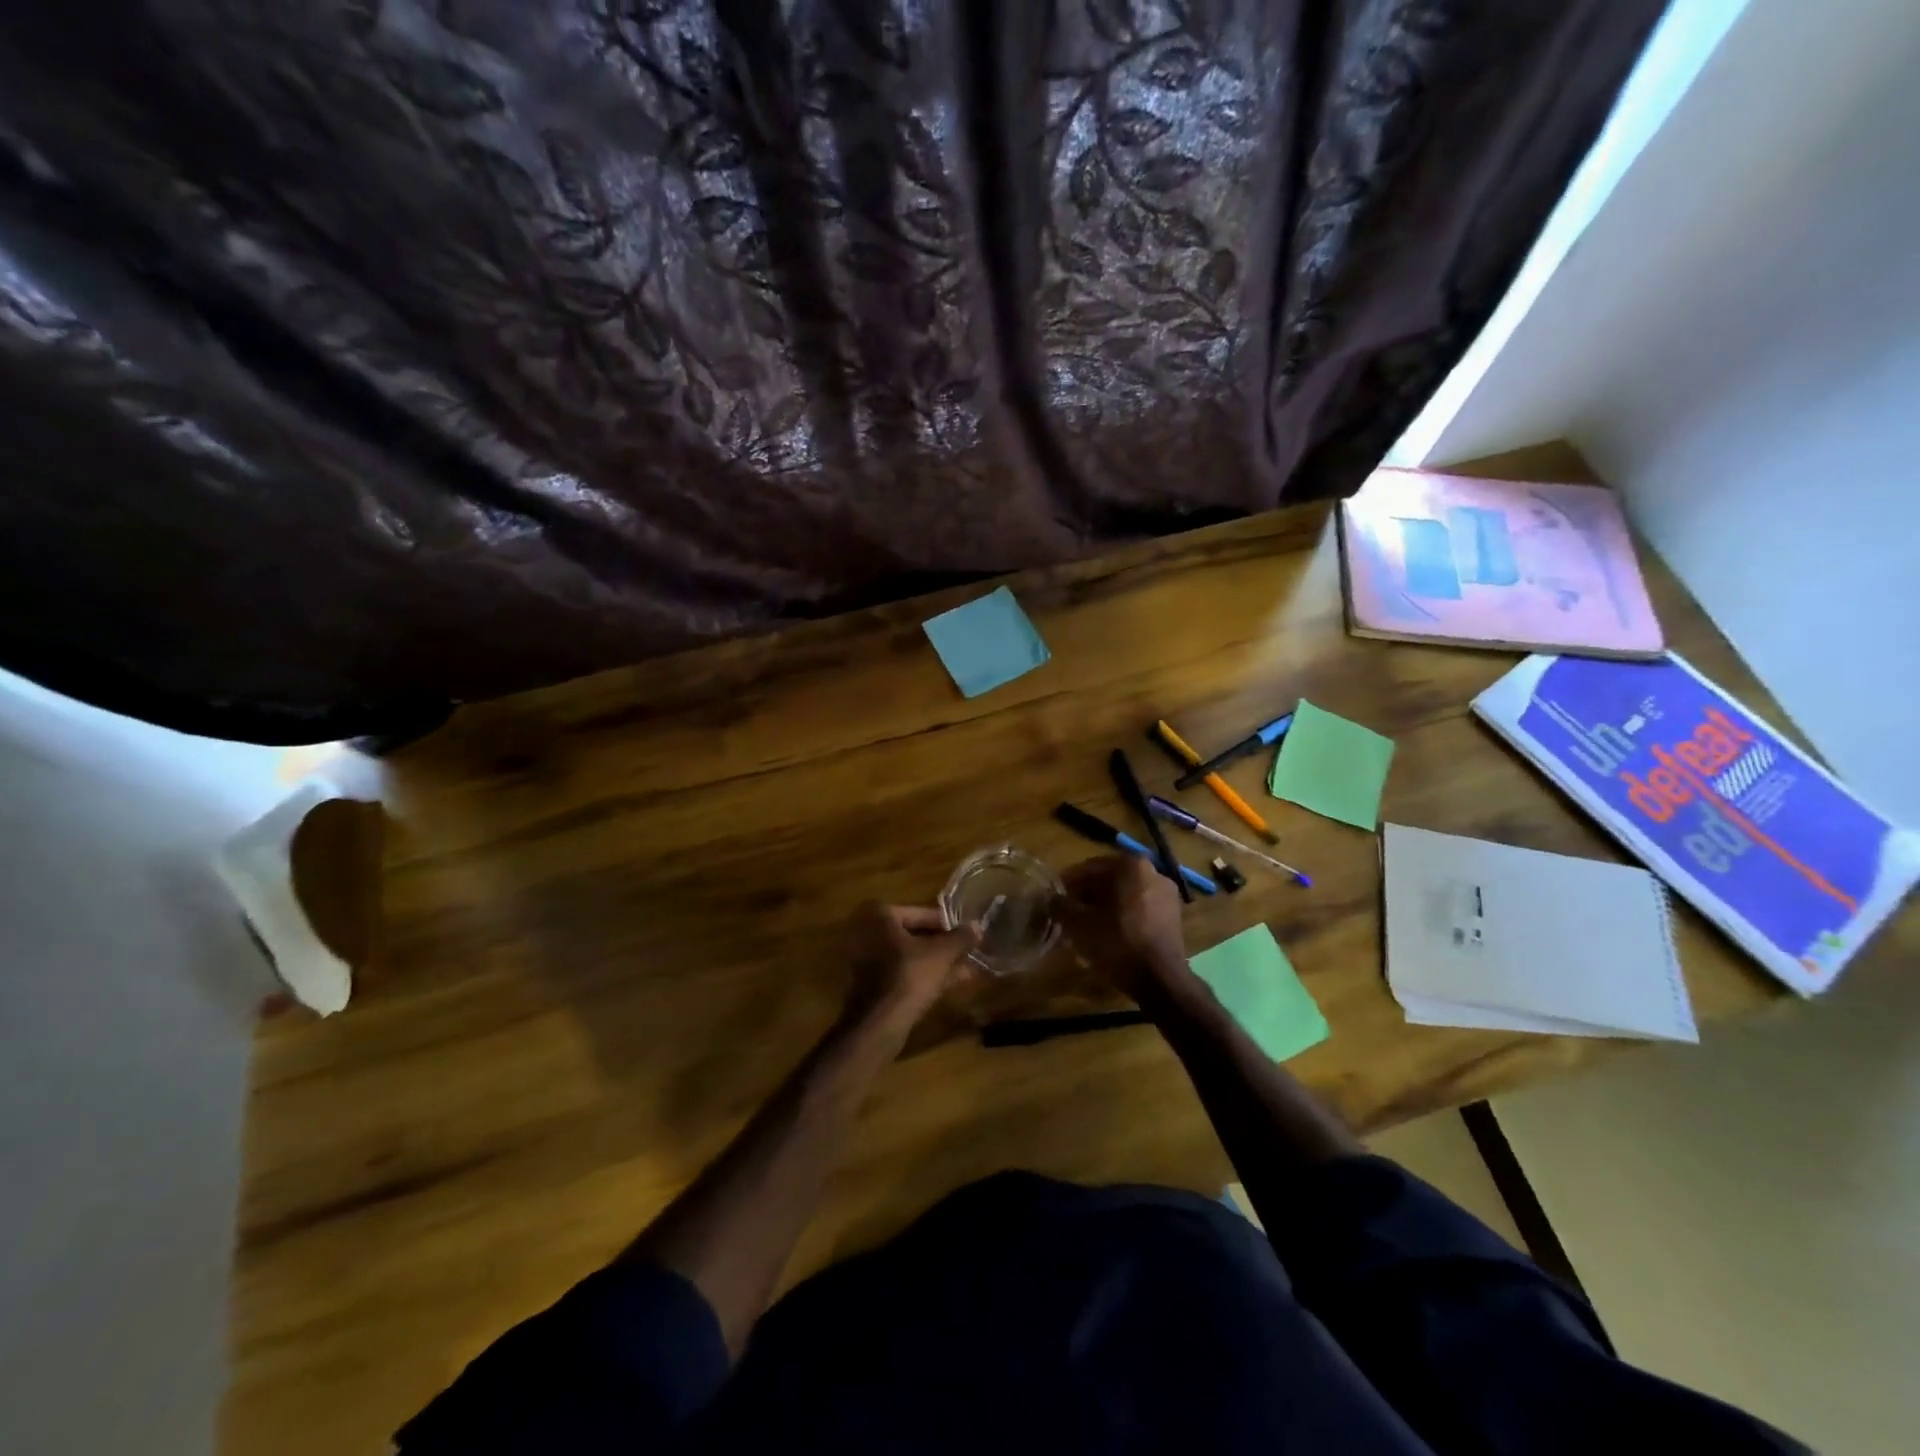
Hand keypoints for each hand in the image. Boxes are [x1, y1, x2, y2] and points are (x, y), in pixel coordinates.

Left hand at [844, 902, 980, 1031]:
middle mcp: (867, 932)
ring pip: (910, 956)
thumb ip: (961, 937)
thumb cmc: (909, 977)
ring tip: (967, 967)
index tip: (967, 932)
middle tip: (967, 950)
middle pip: (914, 934)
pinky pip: (902, 972)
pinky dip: (924, 975)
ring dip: (937, 961)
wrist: (878, 1024)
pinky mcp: (870, 984)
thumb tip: (977, 925)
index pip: (921, 912)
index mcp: (880, 916)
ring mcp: (866, 960)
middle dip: (943, 945)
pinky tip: (952, 982)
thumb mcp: (942, 954)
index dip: (948, 924)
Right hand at [1055, 855, 1188, 998]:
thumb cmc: (1117, 942)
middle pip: (1110, 880)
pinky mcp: (1172, 917)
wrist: (1160, 979)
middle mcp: (1153, 873)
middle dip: (1087, 895)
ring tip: (1084, 925)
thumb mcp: (1080, 924)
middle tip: (1068, 911)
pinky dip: (1121, 916)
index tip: (1055, 896)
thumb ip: (1061, 906)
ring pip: (1125, 895)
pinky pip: (1139, 909)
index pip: (1091, 868)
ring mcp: (1166, 895)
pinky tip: (1106, 934)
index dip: (1069, 882)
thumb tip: (1051, 900)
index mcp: (1131, 866)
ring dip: (1103, 906)